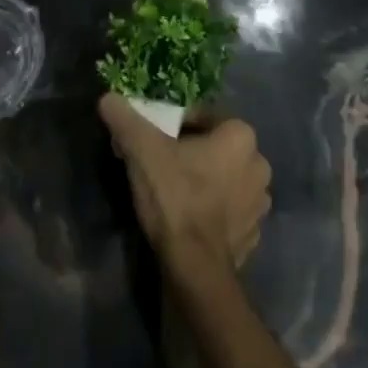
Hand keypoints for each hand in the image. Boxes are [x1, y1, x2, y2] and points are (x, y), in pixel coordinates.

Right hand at [98, 94, 270, 274]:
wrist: (195, 268)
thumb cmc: (175, 196)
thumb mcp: (142, 150)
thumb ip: (126, 119)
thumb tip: (108, 98)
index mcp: (241, 135)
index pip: (204, 117)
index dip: (175, 125)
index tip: (154, 139)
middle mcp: (259, 164)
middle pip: (217, 148)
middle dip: (192, 152)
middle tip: (161, 164)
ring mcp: (259, 203)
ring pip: (225, 179)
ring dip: (206, 181)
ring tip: (174, 193)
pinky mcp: (253, 234)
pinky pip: (230, 211)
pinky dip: (214, 211)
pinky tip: (190, 219)